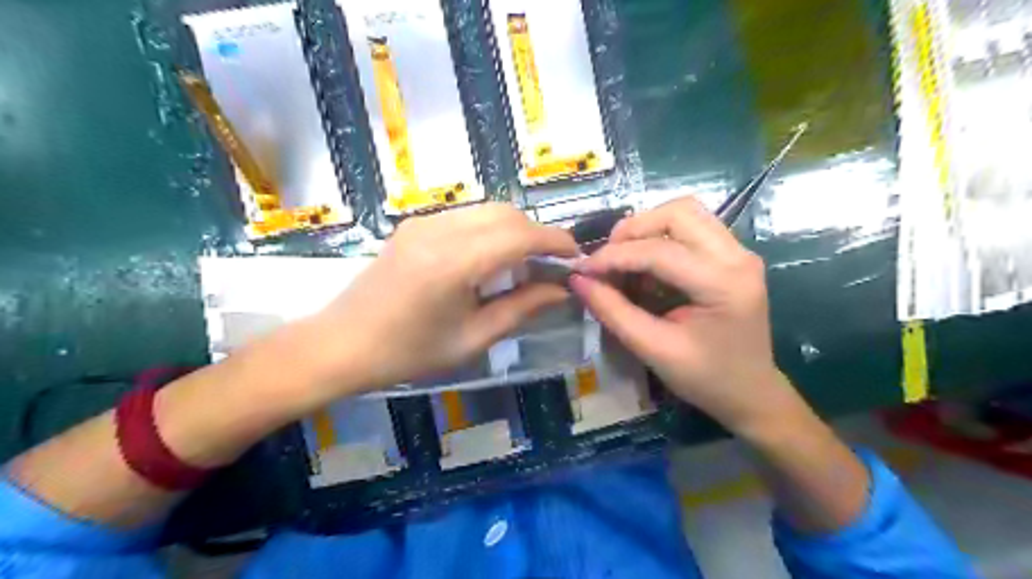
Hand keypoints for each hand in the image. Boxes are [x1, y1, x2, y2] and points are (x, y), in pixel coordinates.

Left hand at [306, 203, 577, 392]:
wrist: (342, 344)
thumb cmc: (408, 352)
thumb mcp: (472, 338)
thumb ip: (521, 308)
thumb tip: (562, 290)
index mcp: (454, 263)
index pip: (521, 235)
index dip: (555, 241)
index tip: (575, 257)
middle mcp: (440, 230)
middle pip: (507, 213)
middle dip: (537, 233)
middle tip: (550, 265)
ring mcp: (424, 222)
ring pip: (488, 209)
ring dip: (515, 229)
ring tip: (524, 263)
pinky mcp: (414, 223)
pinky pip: (466, 215)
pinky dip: (490, 229)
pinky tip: (490, 258)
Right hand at [567, 198, 791, 436]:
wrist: (751, 392)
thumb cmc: (705, 378)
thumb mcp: (653, 349)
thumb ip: (613, 311)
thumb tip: (578, 280)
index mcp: (724, 285)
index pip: (660, 252)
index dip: (615, 256)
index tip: (583, 269)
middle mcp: (738, 257)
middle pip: (678, 212)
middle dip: (634, 229)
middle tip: (607, 259)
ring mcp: (739, 252)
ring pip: (685, 212)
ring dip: (647, 228)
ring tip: (623, 257)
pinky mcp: (733, 255)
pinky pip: (692, 227)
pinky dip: (660, 237)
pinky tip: (645, 264)